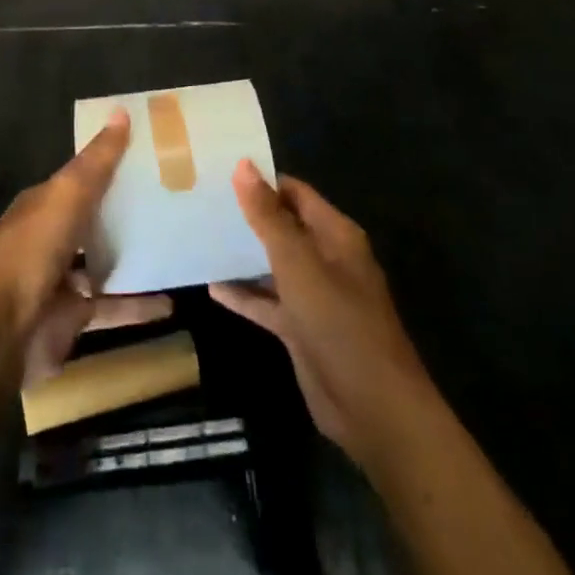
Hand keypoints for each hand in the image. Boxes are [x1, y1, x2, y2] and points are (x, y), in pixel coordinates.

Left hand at [0, 110, 171, 385]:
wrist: (0, 333)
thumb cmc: (32, 252)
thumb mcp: (67, 196)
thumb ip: (96, 161)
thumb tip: (121, 112)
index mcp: (43, 204)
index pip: (81, 178)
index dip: (111, 165)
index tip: (150, 156)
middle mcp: (50, 238)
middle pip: (93, 220)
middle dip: (126, 212)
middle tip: (173, 201)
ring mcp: (60, 280)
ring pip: (104, 264)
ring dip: (134, 258)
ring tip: (176, 247)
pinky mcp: (73, 318)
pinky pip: (112, 307)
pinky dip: (138, 306)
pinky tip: (171, 303)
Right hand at [211, 163, 435, 468]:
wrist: (373, 409)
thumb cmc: (339, 322)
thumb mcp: (298, 263)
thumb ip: (268, 216)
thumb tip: (243, 165)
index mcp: (335, 234)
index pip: (294, 192)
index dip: (261, 181)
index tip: (219, 171)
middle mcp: (325, 258)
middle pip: (282, 226)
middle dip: (247, 215)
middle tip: (202, 199)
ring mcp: (313, 295)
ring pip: (273, 264)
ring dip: (243, 254)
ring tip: (201, 236)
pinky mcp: (301, 329)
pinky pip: (267, 302)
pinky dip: (244, 295)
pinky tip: (211, 286)